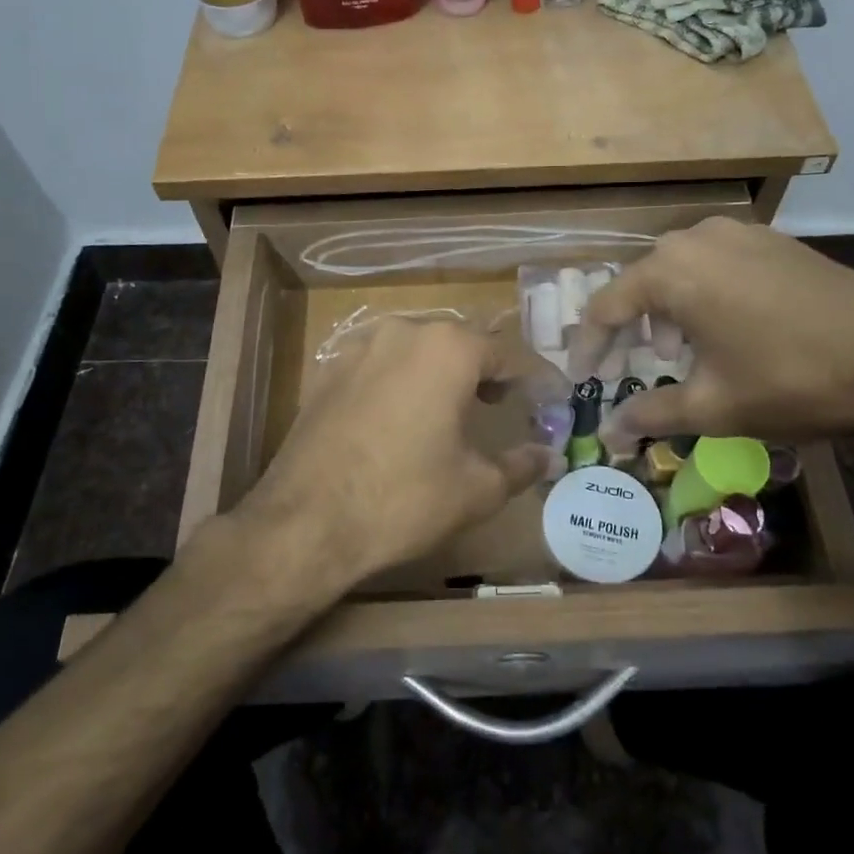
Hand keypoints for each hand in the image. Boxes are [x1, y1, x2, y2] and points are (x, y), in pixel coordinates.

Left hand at [224, 318, 554, 601]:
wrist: (306, 521)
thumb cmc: (404, 498)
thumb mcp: (476, 489)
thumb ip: (520, 465)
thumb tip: (547, 455)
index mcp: (447, 349)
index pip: (503, 354)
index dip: (527, 380)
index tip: (541, 401)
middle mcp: (402, 333)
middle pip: (456, 344)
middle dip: (481, 371)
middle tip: (496, 405)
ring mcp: (357, 348)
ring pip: (413, 350)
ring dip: (436, 373)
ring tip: (446, 411)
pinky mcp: (326, 371)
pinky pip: (376, 365)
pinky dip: (396, 382)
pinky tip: (396, 418)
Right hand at [570, 218, 853, 449]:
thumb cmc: (790, 381)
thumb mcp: (712, 406)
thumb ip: (649, 414)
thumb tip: (608, 434)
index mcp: (671, 271)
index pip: (606, 306)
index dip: (588, 346)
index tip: (583, 378)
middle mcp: (697, 238)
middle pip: (640, 282)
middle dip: (628, 328)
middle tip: (627, 368)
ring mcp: (739, 233)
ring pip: (678, 269)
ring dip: (665, 310)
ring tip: (677, 352)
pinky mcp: (773, 240)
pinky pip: (715, 263)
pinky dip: (701, 294)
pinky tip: (722, 329)